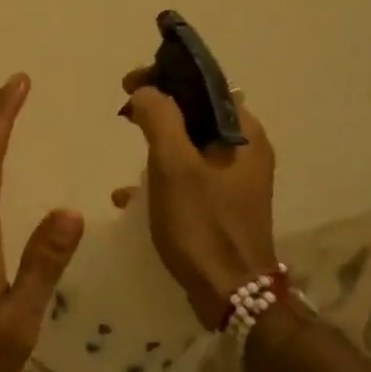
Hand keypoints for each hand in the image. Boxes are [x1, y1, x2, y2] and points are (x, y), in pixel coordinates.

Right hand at [113, 66, 278, 330]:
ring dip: (159, 138)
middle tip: (124, 109)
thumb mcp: (174, 166)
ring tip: (128, 143)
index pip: (206, 84)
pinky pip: (189, 173)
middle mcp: (246, 150)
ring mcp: (235, 179)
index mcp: (244, 134)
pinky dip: (162, 172)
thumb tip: (145, 91)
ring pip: (192, 142)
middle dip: (160, 106)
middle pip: (198, 111)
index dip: (168, 75)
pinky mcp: (222, 204)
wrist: (231, 295)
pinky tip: (131, 193)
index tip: (129, 83)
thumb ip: (159, 119)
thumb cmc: (203, 225)